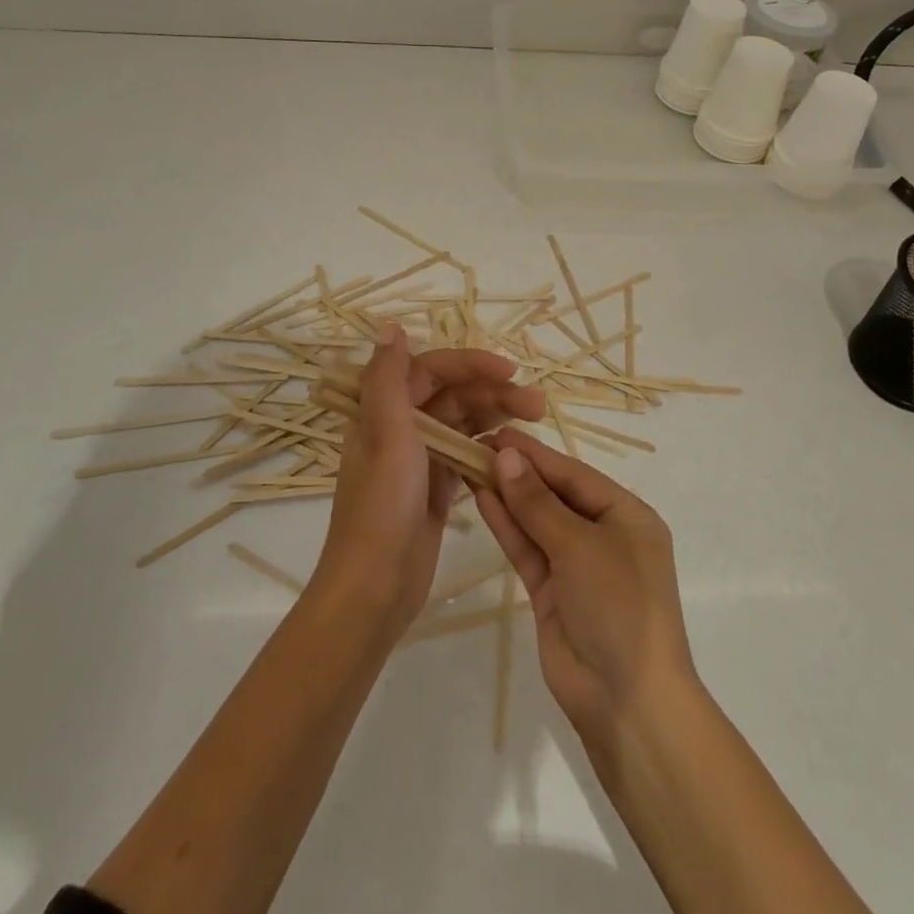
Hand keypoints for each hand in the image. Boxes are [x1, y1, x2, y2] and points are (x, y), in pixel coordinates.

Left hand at [314, 325, 545, 642]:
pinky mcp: (436, 488)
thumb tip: (390, 327)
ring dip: (497, 417)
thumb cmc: (382, 505)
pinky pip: (468, 455)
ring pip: (464, 424)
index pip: (432, 369)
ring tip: (536, 420)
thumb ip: (388, 378)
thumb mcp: (385, 434)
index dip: (471, 364)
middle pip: (454, 395)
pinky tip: (514, 452)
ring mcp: (419, 459)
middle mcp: (400, 428)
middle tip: (538, 404)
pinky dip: (489, 449)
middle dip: (494, 392)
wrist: (375, 586)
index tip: (510, 370)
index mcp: (382, 409)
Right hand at [473, 432, 697, 757]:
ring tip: (470, 463)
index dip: (536, 454)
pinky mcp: (551, 592)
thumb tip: (505, 457)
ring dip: (507, 495)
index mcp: (627, 516)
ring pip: (536, 521)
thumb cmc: (619, 606)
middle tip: (476, 443)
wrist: (627, 701)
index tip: (498, 432)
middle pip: (554, 494)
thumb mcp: (581, 546)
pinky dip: (506, 525)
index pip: (574, 474)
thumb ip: (538, 503)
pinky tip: (481, 498)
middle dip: (519, 472)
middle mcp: (603, 535)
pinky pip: (527, 549)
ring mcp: (575, 565)